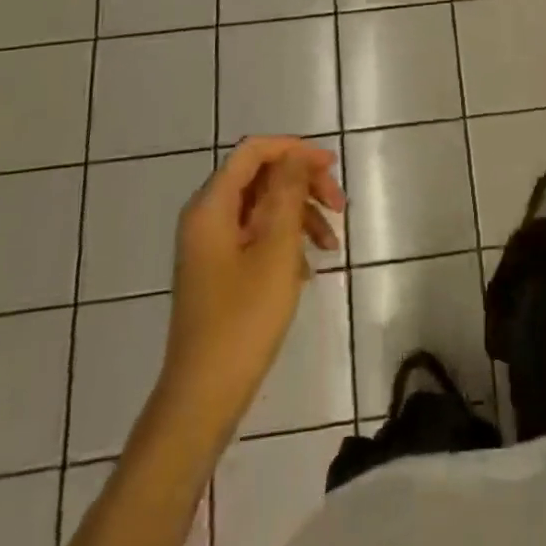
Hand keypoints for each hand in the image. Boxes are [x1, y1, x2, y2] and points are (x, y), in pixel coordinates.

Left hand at [158, 136, 345, 437]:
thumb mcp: (276, 249)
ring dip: (301, 216)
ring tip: (332, 246)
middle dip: (303, 186)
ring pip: (262, 207)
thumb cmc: (244, 319)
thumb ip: (287, 193)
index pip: (254, 151)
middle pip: (260, 177)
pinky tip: (308, 269)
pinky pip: (256, 236)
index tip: (332, 167)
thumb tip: (295, 155)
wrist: (204, 394)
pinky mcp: (219, 269)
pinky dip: (285, 241)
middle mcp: (206, 217)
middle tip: (340, 208)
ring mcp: (211, 245)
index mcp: (212, 206)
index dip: (294, 150)